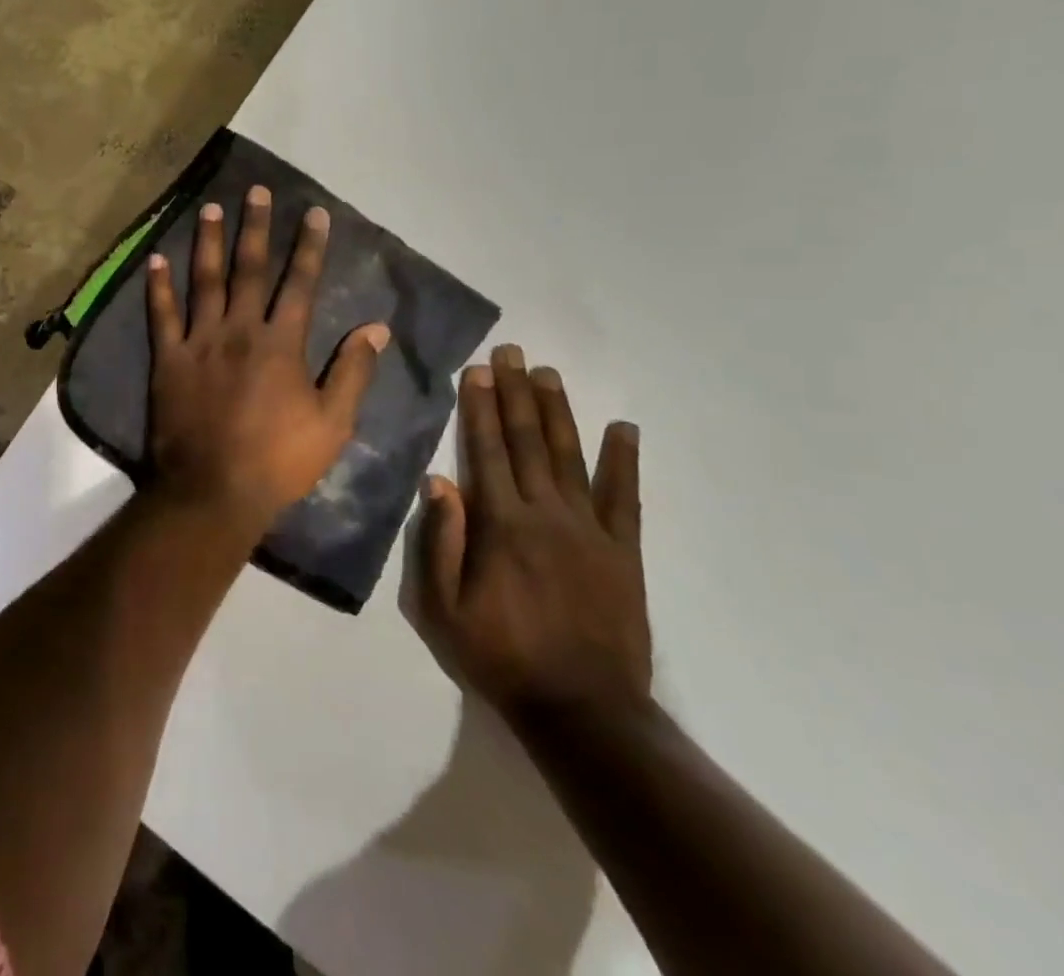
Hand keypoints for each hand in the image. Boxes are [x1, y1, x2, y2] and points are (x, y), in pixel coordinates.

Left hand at [146, 186, 390, 531]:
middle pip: (249, 269)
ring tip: (210, 208)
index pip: (299, 283)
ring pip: (204, 281)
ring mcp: (200, 342)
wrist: (213, 490)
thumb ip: (353, 372)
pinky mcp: (168, 359)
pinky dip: (157, 286)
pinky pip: (161, 315)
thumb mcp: (333, 423)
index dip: (308, 246)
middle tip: (256, 191)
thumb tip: (376, 328)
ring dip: (208, 242)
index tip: (313, 213)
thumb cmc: (278, 460)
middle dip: (255, 227)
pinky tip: (155, 258)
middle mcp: (239, 330)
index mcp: (281, 343)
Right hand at [416, 344, 651, 721]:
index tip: (477, 370)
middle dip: (515, 393)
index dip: (479, 407)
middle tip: (512, 352)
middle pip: (526, 441)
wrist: (583, 711)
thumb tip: (438, 480)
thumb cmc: (501, 656)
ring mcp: (590, 530)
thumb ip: (441, 541)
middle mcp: (545, 514)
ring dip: (557, 412)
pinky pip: (625, 498)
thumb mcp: (444, 608)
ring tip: (548, 374)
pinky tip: (624, 428)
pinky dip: (624, 461)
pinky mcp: (624, 552)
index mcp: (501, 525)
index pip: (485, 450)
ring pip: (570, 457)